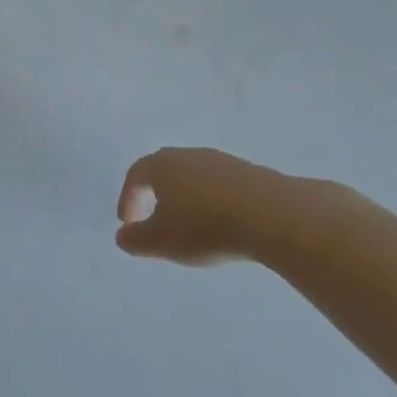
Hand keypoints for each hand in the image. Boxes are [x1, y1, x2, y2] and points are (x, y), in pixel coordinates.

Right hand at [115, 147, 343, 265]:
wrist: (273, 216)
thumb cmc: (205, 226)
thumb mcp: (161, 241)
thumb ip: (135, 240)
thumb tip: (123, 236)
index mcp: (161, 165)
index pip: (135, 176)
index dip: (128, 199)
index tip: (128, 224)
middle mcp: (189, 155)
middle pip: (165, 170)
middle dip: (156, 194)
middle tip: (156, 219)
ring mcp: (222, 161)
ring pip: (195, 177)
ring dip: (188, 199)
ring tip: (193, 227)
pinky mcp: (252, 173)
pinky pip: (222, 187)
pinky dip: (214, 203)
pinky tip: (224, 225)